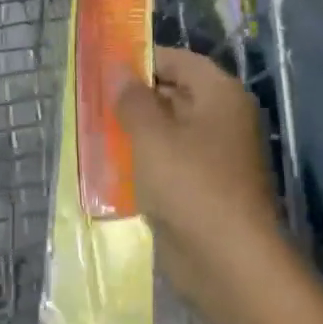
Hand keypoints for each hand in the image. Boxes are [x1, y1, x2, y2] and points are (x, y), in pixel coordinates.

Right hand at [117, 48, 281, 322]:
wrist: (229, 263)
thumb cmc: (190, 184)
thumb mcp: (151, 135)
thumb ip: (133, 99)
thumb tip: (121, 72)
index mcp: (220, 95)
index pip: (179, 60)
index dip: (143, 60)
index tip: (105, 68)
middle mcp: (223, 119)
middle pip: (175, 94)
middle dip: (136, 98)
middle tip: (94, 101)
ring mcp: (217, 157)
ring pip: (170, 132)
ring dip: (137, 132)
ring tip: (96, 132)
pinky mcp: (206, 189)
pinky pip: (172, 164)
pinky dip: (146, 162)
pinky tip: (114, 169)